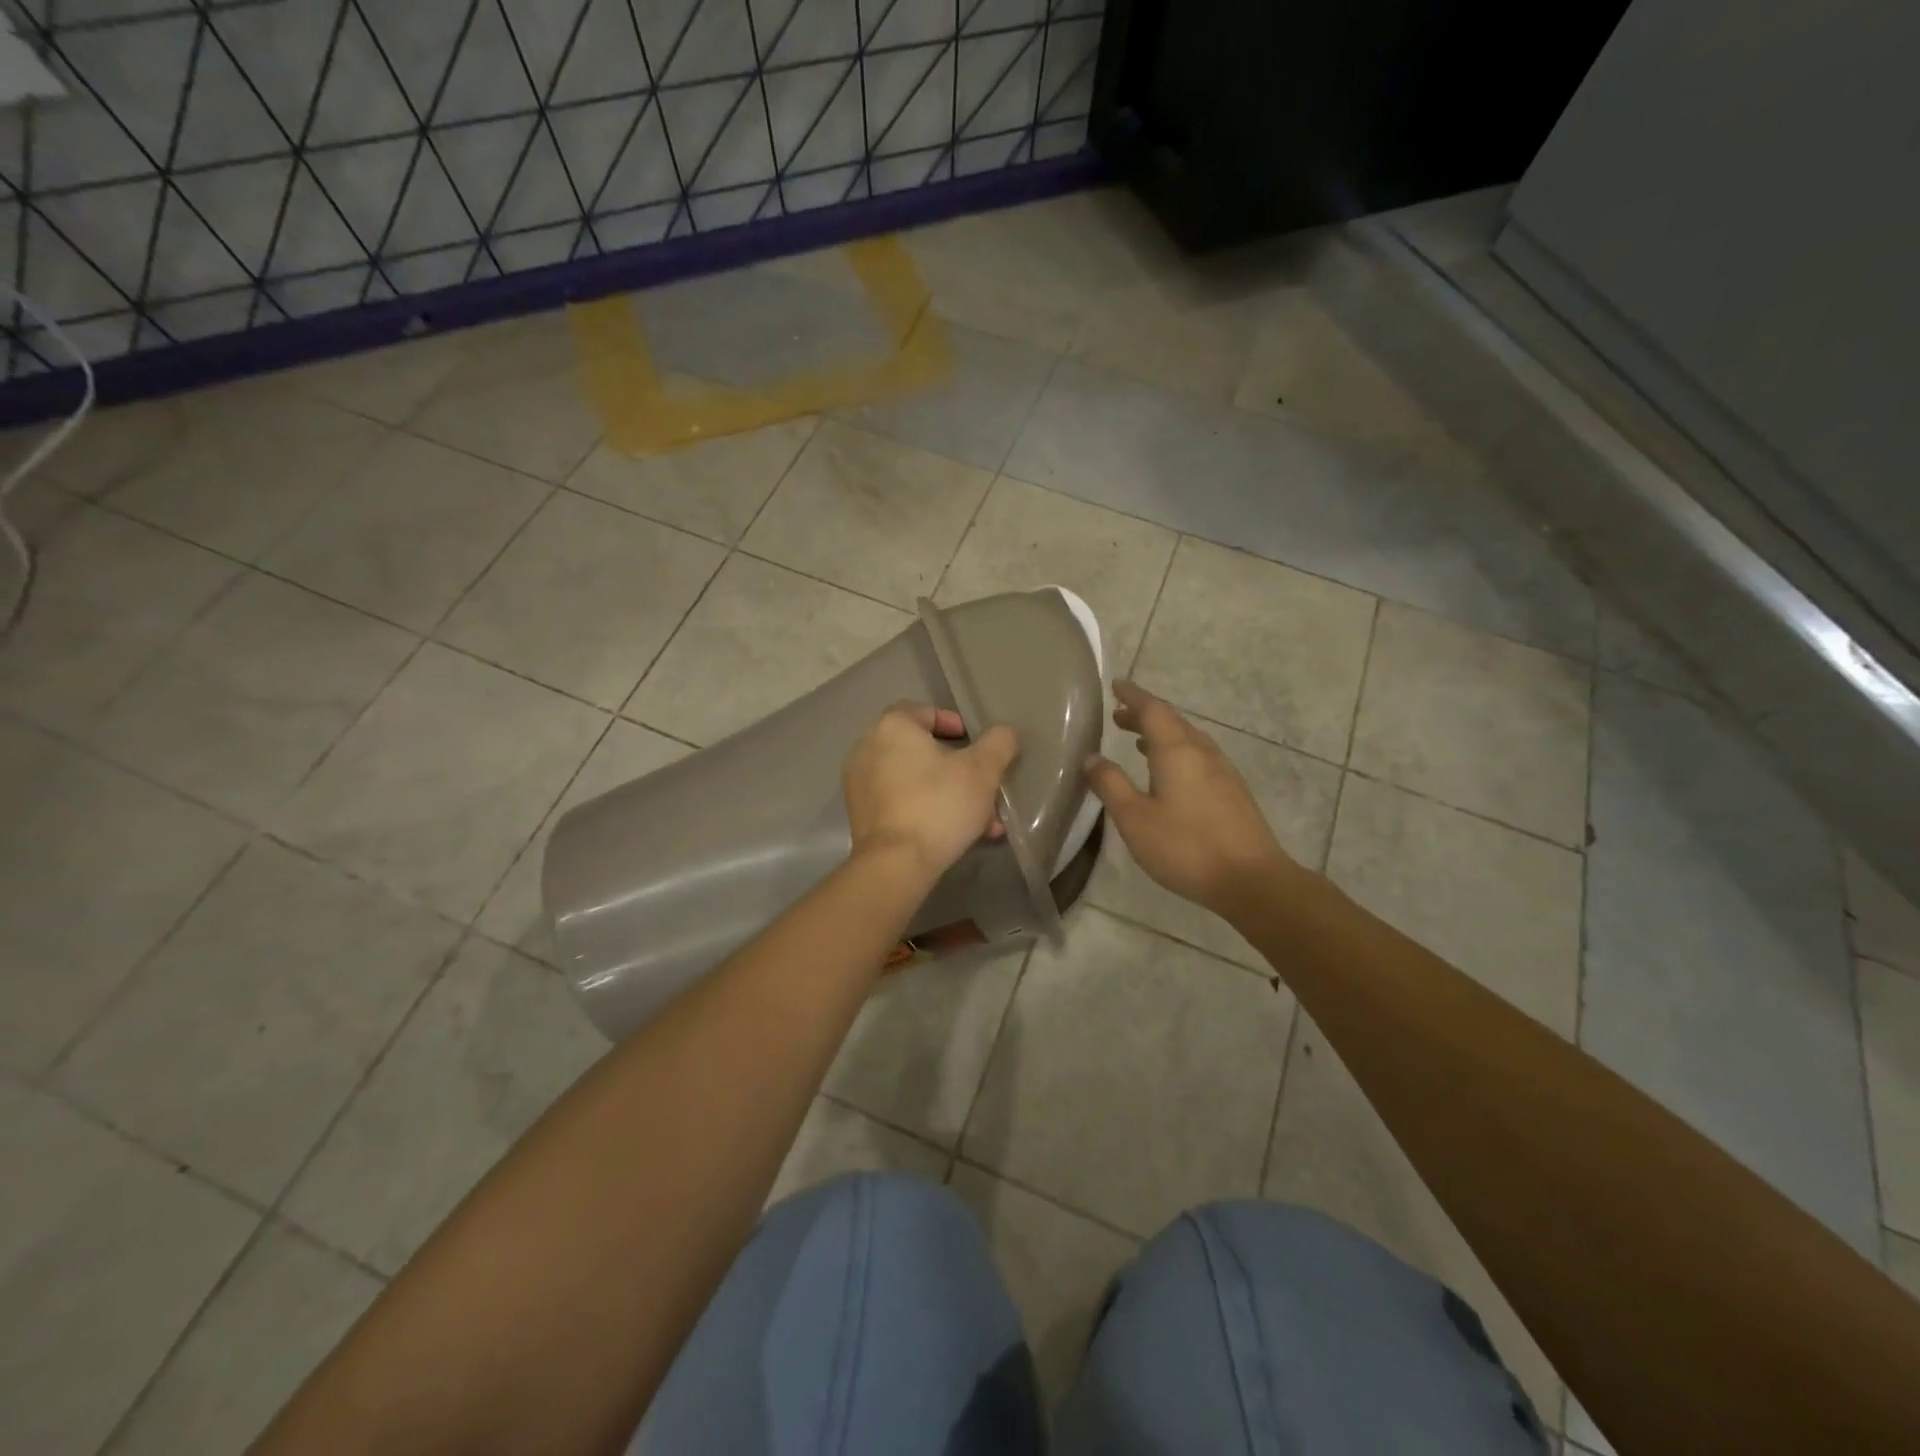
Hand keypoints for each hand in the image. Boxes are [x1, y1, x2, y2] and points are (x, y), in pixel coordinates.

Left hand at [843, 703, 1019, 885]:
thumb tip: (1005, 734)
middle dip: (957, 768)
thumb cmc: (939, 806)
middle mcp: (868, 748)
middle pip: (921, 750)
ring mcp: (859, 783)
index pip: (924, 711)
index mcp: (893, 727)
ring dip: (947, 793)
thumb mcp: (983, 771)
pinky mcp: (860, 815)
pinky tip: (953, 833)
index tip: (976, 745)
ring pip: (913, 780)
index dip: (953, 723)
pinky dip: (925, 809)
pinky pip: (899, 801)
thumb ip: (999, 744)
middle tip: (983, 787)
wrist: (895, 865)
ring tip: (980, 820)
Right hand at [1085, 681, 1299, 917]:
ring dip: (1161, 734)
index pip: (1152, 709)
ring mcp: (1222, 771)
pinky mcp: (1232, 791)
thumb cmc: (1185, 846)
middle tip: (1119, 715)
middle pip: (1172, 721)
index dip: (1133, 695)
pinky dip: (1177, 752)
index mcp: (1177, 750)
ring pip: (1188, 739)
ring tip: (1138, 741)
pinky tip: (1169, 773)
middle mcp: (1202, 752)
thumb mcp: (1134, 818)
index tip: (1115, 686)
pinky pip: (1199, 757)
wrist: (1251, 879)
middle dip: (1144, 714)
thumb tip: (1091, 757)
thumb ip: (1111, 784)